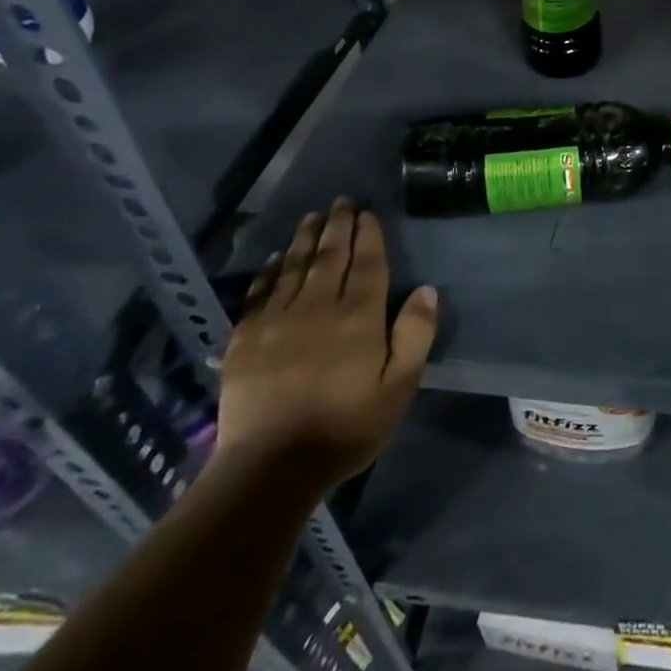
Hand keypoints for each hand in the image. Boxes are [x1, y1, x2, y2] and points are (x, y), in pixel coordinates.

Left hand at [216, 198, 437, 487]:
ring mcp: (277, 321)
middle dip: (338, 226)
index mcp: (358, 316)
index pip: (367, 263)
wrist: (270, 468)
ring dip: (306, 239)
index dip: (369, 235)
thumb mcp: (399, 387)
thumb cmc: (345, 427)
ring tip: (313, 217)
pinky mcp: (244, 340)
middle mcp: (318, 306)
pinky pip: (259, 293)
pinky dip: (270, 271)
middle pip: (331, 256)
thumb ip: (415, 334)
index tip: (368, 213)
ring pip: (295, 267)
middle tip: (341, 201)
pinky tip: (276, 260)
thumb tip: (426, 289)